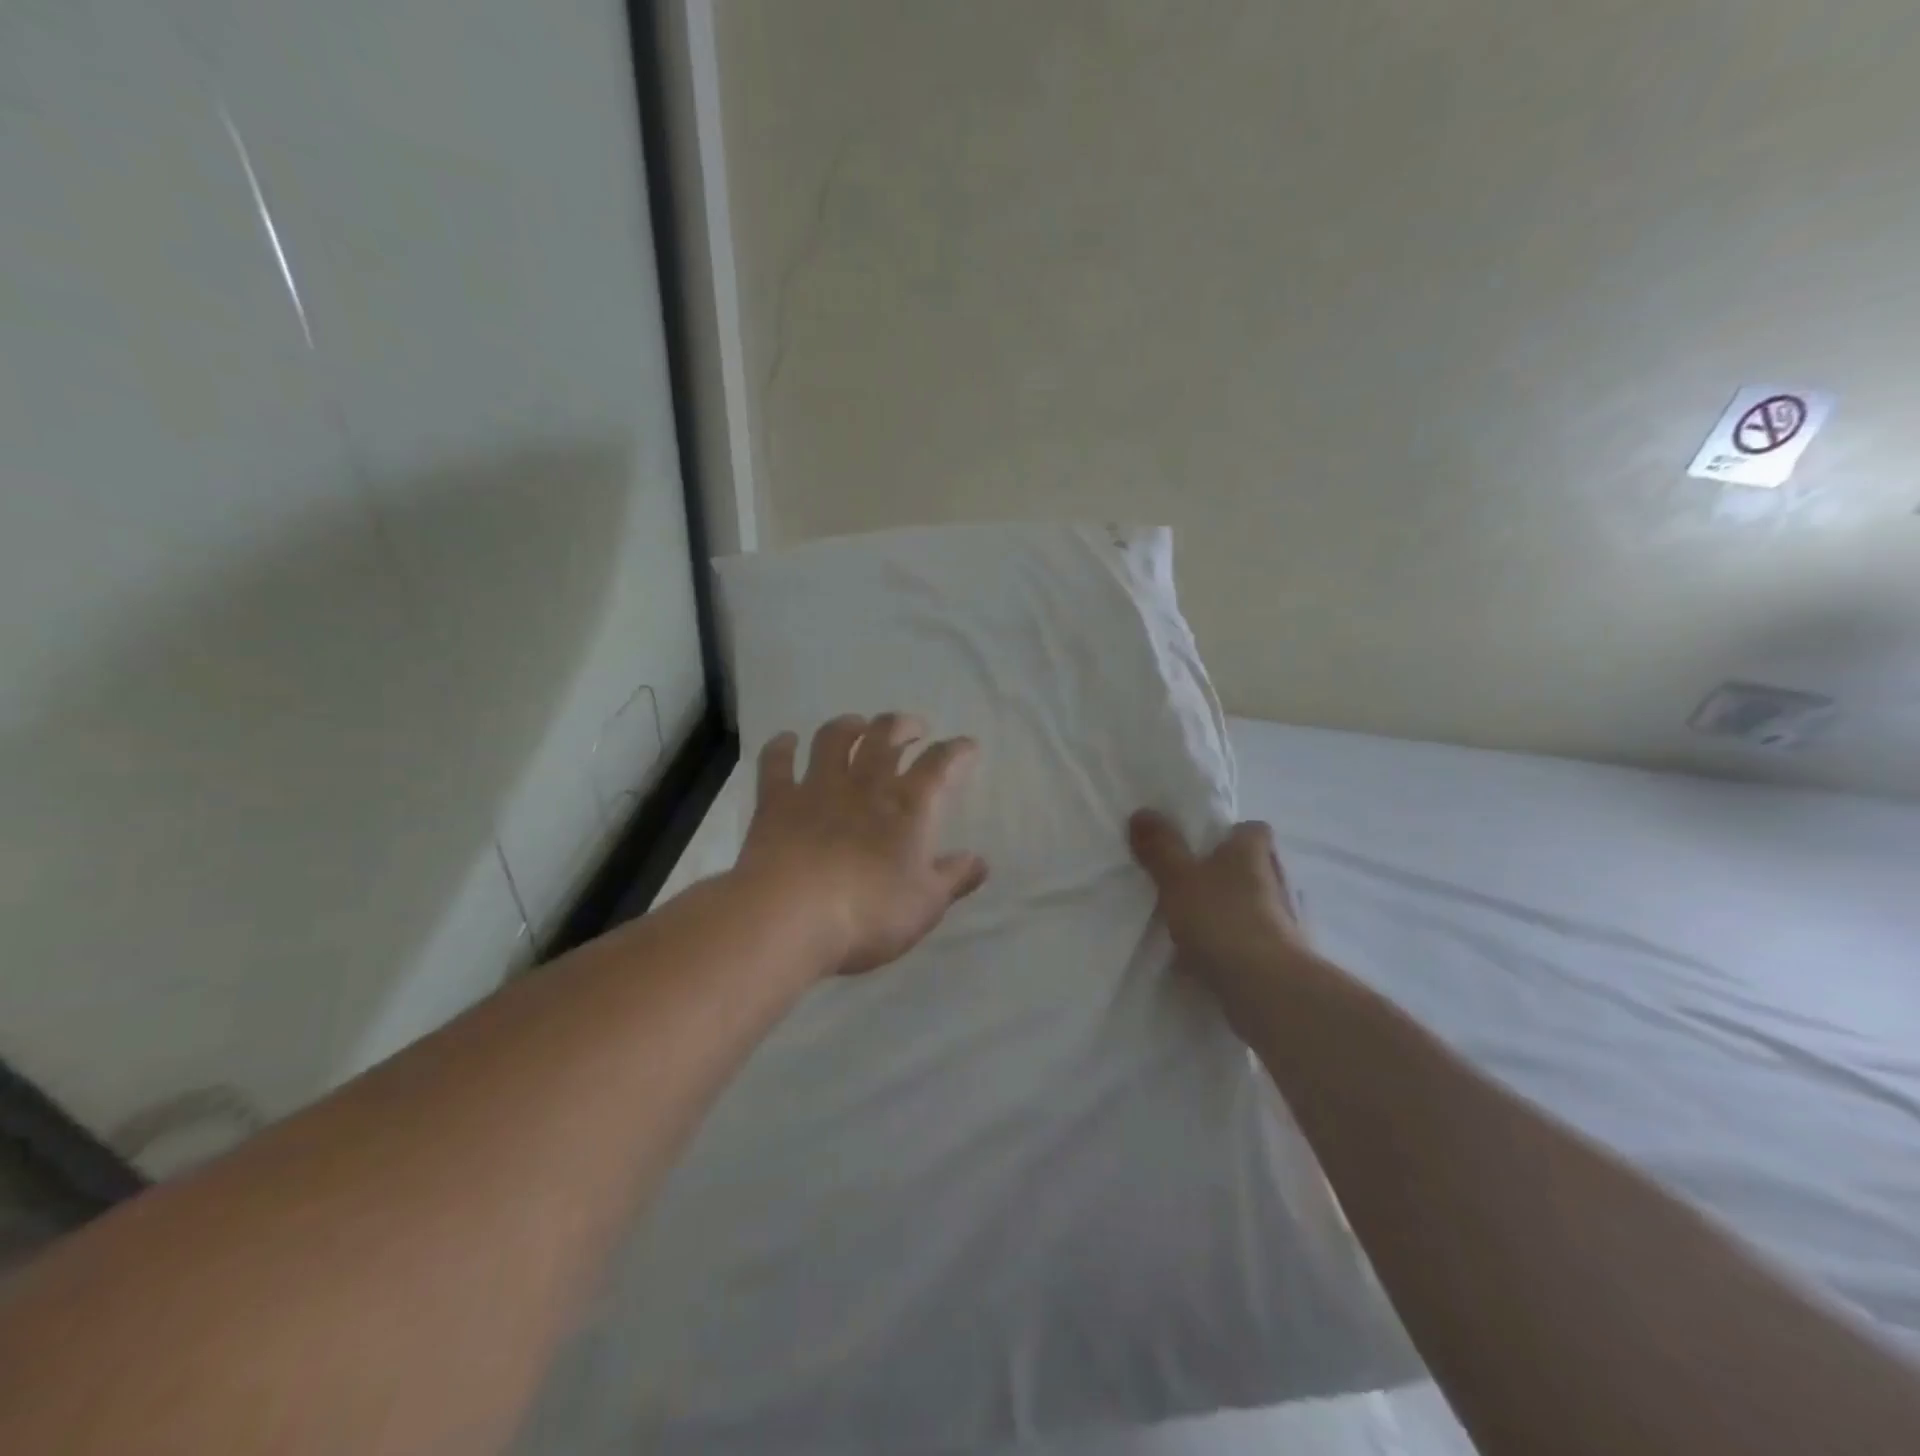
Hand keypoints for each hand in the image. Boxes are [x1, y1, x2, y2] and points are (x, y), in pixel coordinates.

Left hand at [736, 713, 989, 976]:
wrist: (790, 917)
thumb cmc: (869, 914)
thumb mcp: (926, 904)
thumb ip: (954, 878)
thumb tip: (980, 861)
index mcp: (908, 806)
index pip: (940, 764)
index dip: (957, 750)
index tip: (967, 746)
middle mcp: (864, 785)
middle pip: (886, 736)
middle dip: (903, 725)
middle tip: (912, 728)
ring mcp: (817, 788)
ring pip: (834, 738)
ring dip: (848, 725)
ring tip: (857, 725)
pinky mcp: (776, 802)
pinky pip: (776, 762)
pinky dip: (781, 747)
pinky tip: (786, 740)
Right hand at [1128, 811, 1312, 1016]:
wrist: (1266, 988)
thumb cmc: (1221, 919)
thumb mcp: (1178, 878)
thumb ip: (1160, 847)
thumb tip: (1142, 811)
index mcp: (1252, 852)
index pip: (1252, 829)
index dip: (1231, 833)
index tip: (1205, 844)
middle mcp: (1274, 880)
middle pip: (1254, 867)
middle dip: (1227, 873)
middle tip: (1191, 882)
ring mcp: (1282, 921)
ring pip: (1253, 904)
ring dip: (1231, 910)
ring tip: (1194, 922)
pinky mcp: (1281, 956)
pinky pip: (1252, 940)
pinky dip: (1234, 944)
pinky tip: (1207, 956)